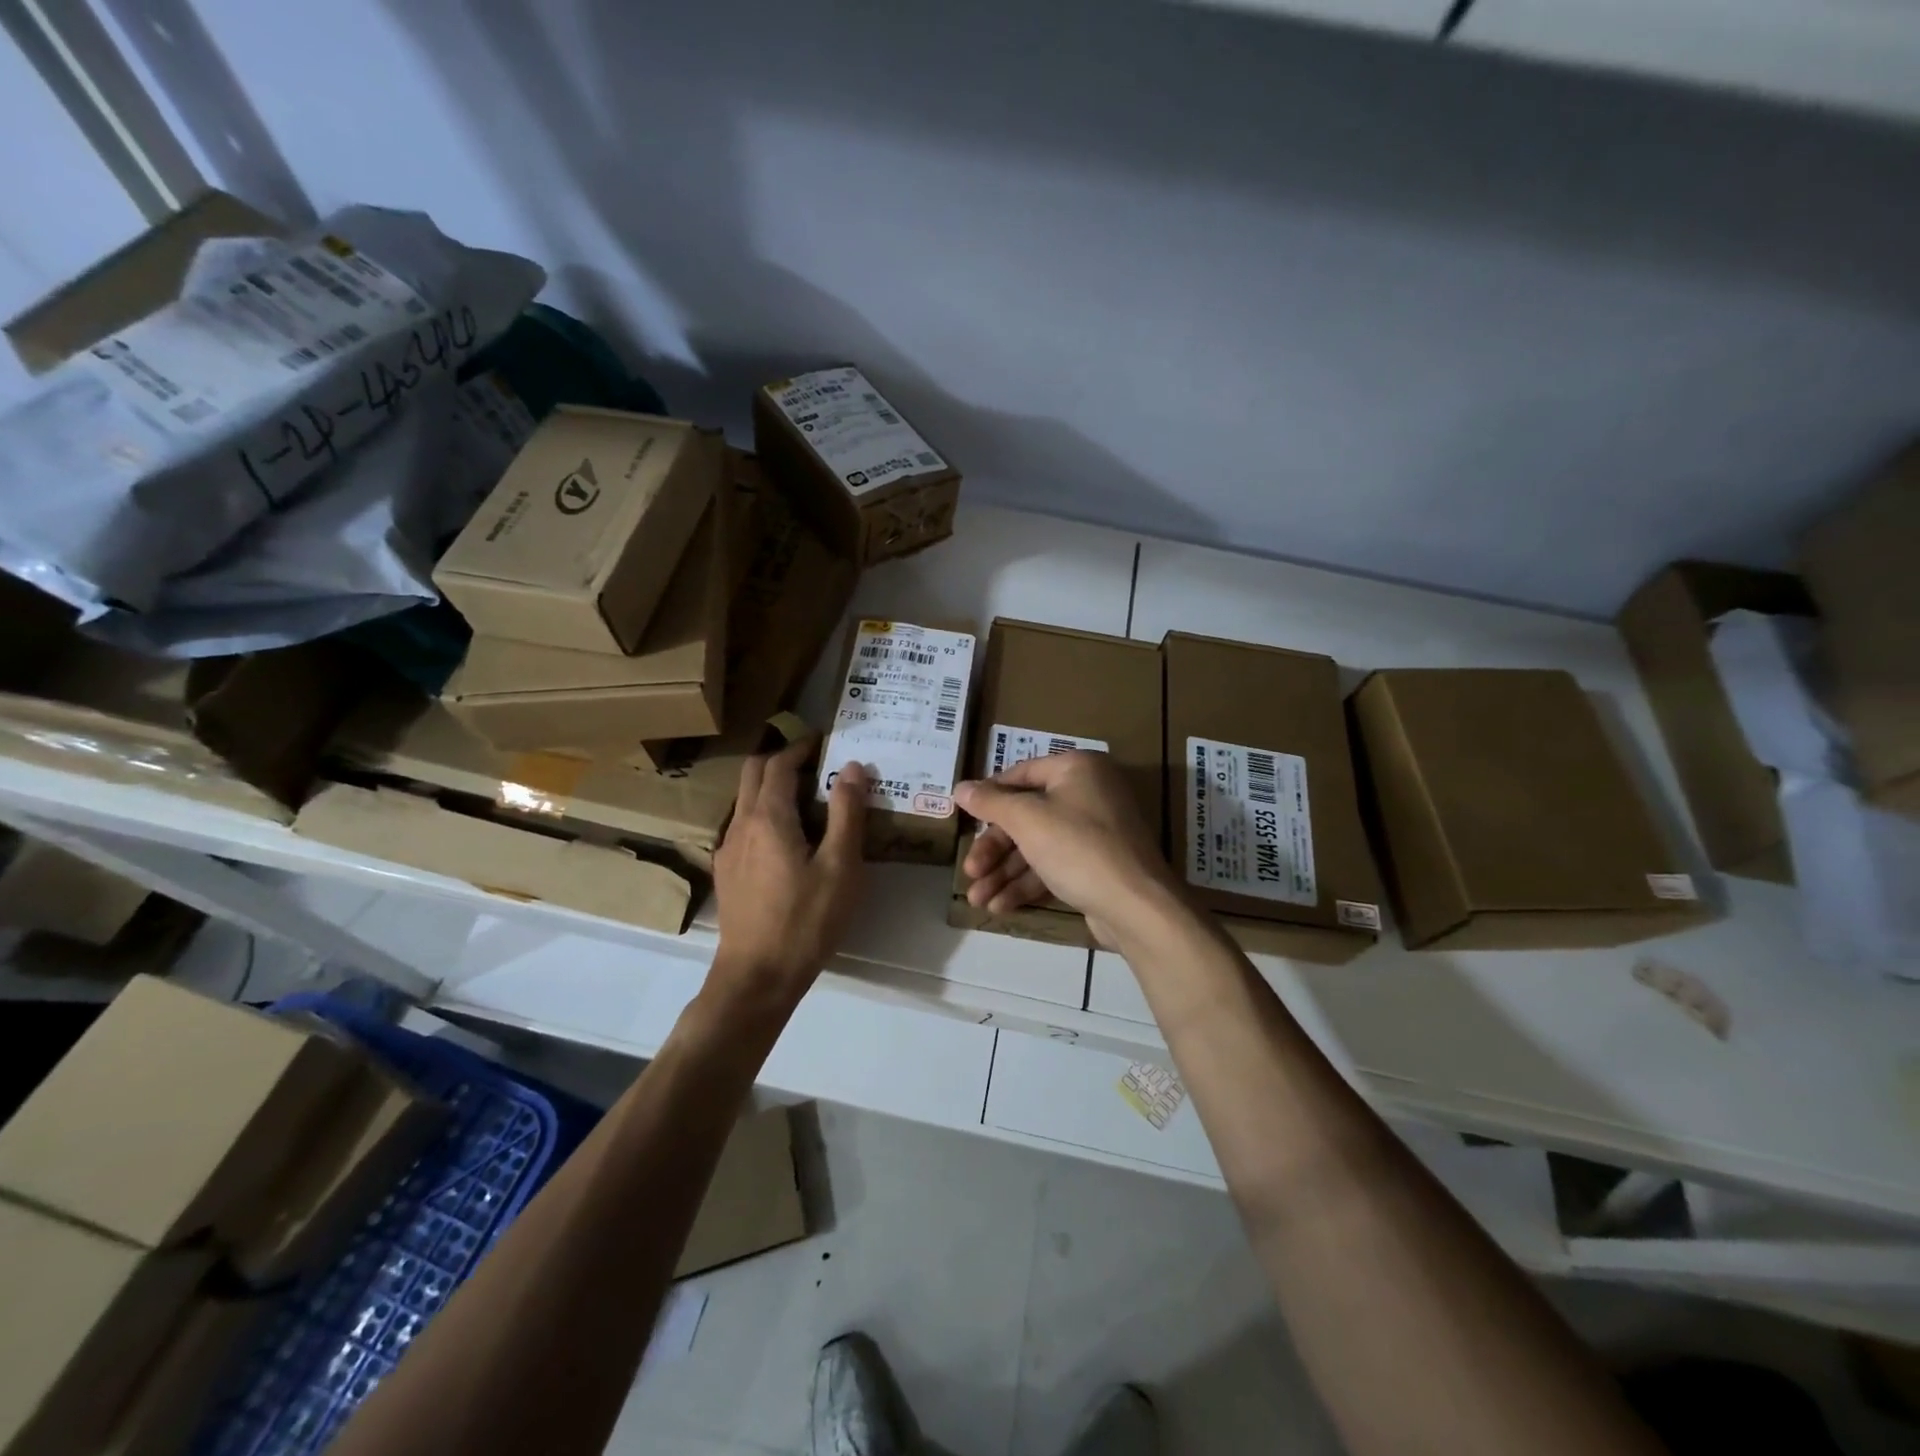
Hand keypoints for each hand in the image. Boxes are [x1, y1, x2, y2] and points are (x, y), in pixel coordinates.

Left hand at [711, 739, 866, 1004]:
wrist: (757, 976)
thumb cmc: (806, 920)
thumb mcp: (840, 867)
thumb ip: (846, 813)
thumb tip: (852, 767)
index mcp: (769, 818)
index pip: (779, 764)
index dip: (800, 747)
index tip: (823, 741)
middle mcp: (741, 825)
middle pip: (753, 773)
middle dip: (781, 759)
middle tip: (814, 762)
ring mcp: (728, 850)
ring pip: (745, 800)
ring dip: (771, 786)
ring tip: (807, 798)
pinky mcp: (727, 872)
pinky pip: (743, 825)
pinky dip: (764, 813)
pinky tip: (787, 839)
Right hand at [953, 751, 1179, 946]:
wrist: (1136, 906)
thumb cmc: (1078, 848)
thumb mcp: (1028, 820)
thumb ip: (991, 803)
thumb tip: (960, 787)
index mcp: (1077, 769)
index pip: (1021, 774)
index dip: (988, 796)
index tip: (963, 817)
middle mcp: (1088, 793)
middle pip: (1026, 816)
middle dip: (994, 849)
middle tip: (970, 872)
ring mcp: (1095, 832)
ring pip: (1037, 846)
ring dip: (1004, 873)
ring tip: (976, 900)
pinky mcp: (1096, 866)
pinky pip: (1053, 867)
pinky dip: (1026, 884)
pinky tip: (1000, 906)